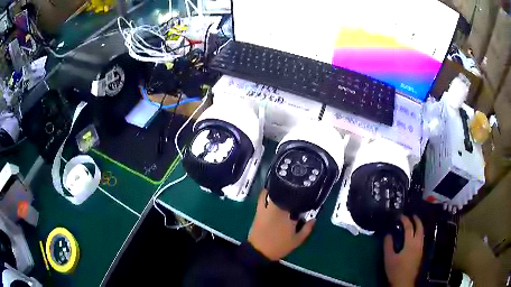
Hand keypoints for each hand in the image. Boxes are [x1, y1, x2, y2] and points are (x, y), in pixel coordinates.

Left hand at [247, 189, 315, 260]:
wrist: (259, 251)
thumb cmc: (279, 246)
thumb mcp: (297, 240)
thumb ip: (307, 229)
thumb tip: (313, 219)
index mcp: (286, 214)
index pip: (293, 199)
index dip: (299, 195)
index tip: (304, 194)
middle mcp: (275, 208)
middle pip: (282, 193)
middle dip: (288, 191)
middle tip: (294, 192)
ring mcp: (265, 209)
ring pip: (271, 193)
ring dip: (277, 190)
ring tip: (284, 190)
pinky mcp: (258, 211)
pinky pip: (262, 198)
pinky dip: (266, 194)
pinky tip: (272, 195)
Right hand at [384, 215, 423, 286]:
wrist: (404, 282)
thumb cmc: (395, 270)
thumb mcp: (389, 258)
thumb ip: (388, 245)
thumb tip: (388, 233)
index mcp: (410, 243)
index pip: (409, 227)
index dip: (405, 220)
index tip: (400, 216)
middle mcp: (418, 243)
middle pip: (420, 227)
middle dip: (416, 220)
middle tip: (411, 215)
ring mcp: (421, 248)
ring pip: (422, 233)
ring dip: (418, 226)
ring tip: (414, 223)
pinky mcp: (420, 253)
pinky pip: (421, 238)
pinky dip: (419, 233)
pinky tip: (414, 236)